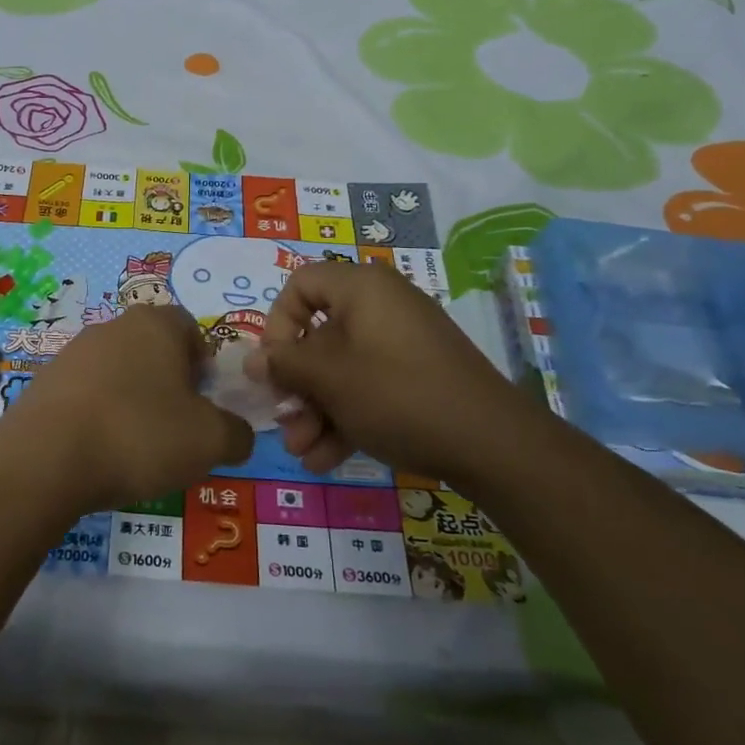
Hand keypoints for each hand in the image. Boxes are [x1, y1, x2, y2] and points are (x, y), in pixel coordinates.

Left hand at [3, 306, 253, 513]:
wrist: (46, 457)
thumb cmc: (139, 435)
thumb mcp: (210, 441)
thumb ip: (236, 433)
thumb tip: (237, 433)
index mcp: (155, 325)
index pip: (189, 327)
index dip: (203, 361)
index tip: (204, 398)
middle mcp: (112, 327)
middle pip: (151, 347)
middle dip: (167, 381)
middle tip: (176, 423)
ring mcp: (72, 352)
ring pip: (116, 370)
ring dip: (130, 398)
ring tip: (135, 444)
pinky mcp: (43, 382)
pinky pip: (84, 393)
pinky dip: (97, 414)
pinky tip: (98, 449)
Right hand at [250, 262, 535, 485]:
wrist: (492, 444)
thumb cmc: (398, 394)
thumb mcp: (330, 379)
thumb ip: (285, 365)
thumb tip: (252, 360)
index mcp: (362, 289)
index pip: (301, 284)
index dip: (278, 322)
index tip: (274, 365)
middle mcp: (381, 308)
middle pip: (318, 336)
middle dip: (295, 386)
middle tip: (284, 421)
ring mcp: (401, 345)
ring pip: (340, 370)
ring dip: (315, 411)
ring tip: (303, 453)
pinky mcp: (416, 378)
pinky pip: (367, 387)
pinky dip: (345, 418)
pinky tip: (326, 459)